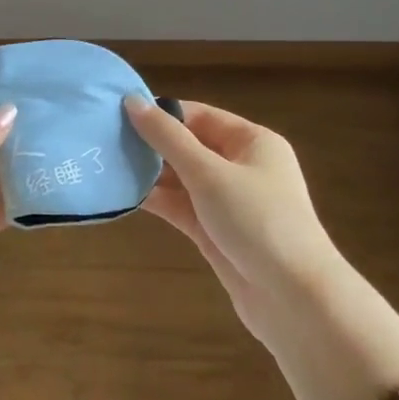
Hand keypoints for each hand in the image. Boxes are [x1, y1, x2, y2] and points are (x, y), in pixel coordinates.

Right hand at [124, 95, 342, 349]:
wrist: (294, 298)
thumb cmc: (257, 221)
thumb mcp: (210, 173)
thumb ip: (168, 138)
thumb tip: (133, 101)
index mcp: (252, 142)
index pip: (199, 116)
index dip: (161, 113)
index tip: (117, 113)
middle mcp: (242, 167)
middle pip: (189, 146)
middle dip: (151, 144)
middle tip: (104, 140)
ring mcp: (229, 202)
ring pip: (183, 179)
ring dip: (150, 174)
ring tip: (106, 164)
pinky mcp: (216, 232)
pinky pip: (182, 207)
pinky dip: (158, 201)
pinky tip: (124, 194)